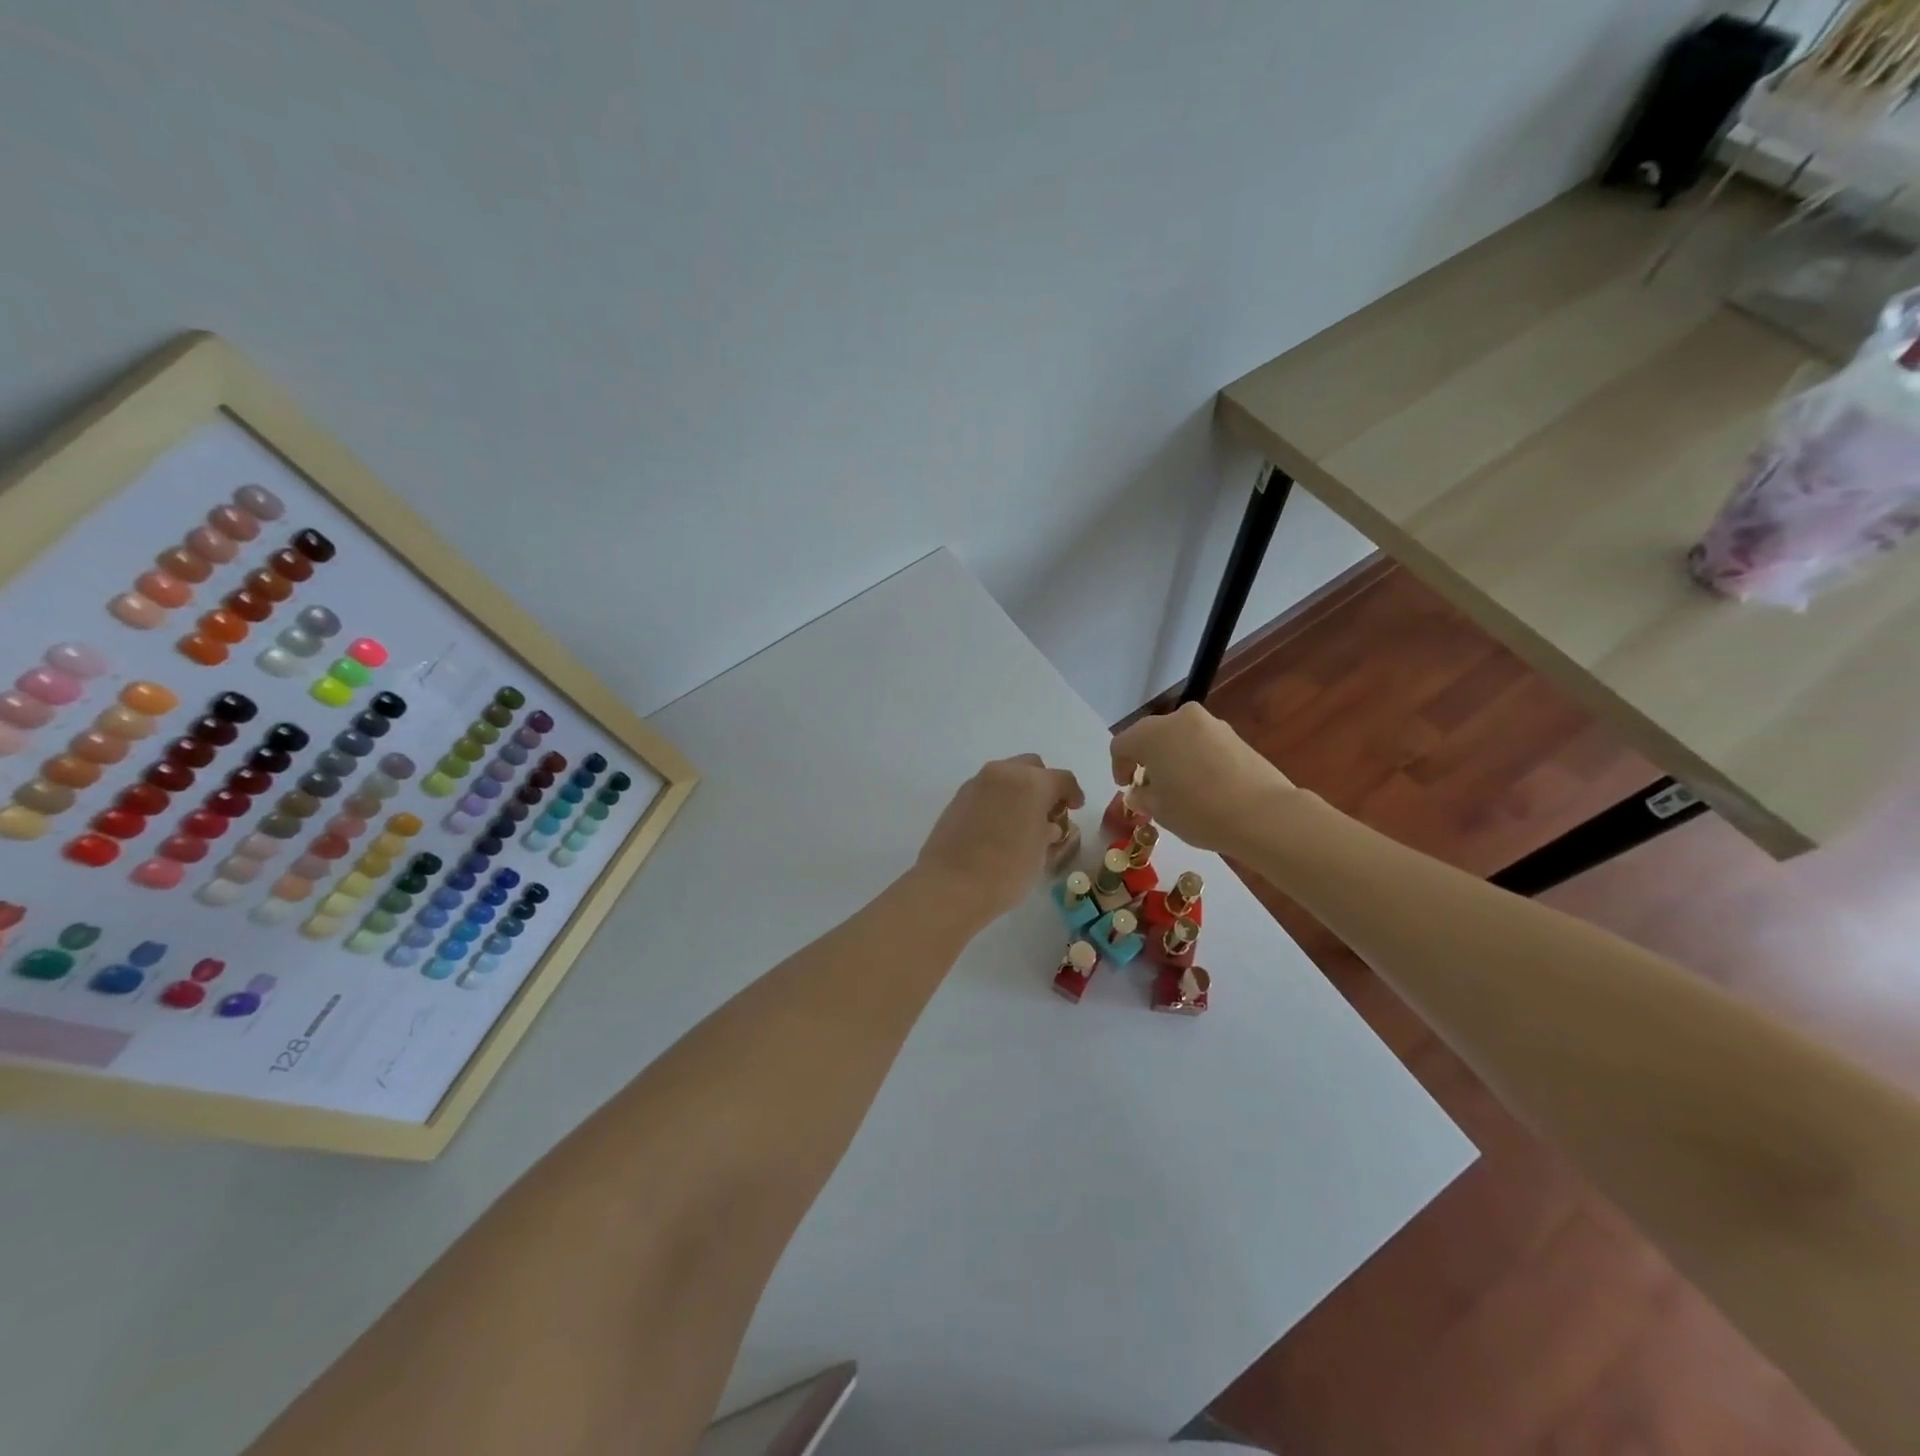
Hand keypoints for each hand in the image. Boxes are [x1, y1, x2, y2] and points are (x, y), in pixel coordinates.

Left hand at [914, 755, 1083, 924]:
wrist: (950, 885)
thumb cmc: (1006, 871)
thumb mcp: (1040, 854)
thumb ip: (1048, 832)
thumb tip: (1047, 826)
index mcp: (1031, 783)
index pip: (1062, 779)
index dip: (1073, 793)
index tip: (1075, 808)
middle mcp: (1003, 773)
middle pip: (1031, 767)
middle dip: (1043, 784)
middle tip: (1047, 811)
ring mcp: (976, 783)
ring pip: (1006, 775)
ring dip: (1018, 790)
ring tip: (1021, 820)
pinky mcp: (957, 797)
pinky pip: (986, 790)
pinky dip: (998, 799)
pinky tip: (998, 825)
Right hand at [1110, 702, 1294, 852]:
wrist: (1262, 813)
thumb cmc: (1198, 811)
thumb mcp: (1159, 810)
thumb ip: (1142, 796)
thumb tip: (1140, 791)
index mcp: (1151, 734)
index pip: (1121, 745)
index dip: (1118, 767)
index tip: (1126, 788)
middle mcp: (1179, 719)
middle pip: (1151, 736)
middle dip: (1146, 759)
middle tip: (1150, 787)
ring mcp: (1210, 724)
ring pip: (1179, 738)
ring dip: (1173, 757)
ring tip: (1180, 787)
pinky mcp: (1235, 735)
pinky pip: (1203, 743)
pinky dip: (1196, 759)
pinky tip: (1204, 785)